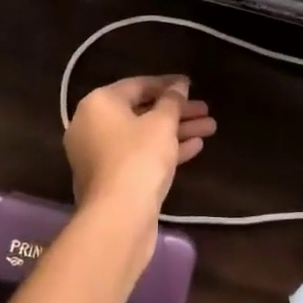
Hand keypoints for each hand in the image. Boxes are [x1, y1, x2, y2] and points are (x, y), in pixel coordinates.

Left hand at [65, 76, 216, 232]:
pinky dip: (164, 150)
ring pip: (143, 136)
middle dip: (177, 111)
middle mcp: (92, 126)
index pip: (137, 85)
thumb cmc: (138, 158)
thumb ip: (172, 100)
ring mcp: (99, 155)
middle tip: (206, 110)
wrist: (118, 218)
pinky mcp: (110, 179)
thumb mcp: (162, 123)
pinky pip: (139, 156)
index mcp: (98, 104)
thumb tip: (179, 85)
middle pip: (141, 112)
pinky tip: (195, 148)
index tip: (191, 85)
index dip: (168, 84)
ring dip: (176, 131)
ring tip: (209, 128)